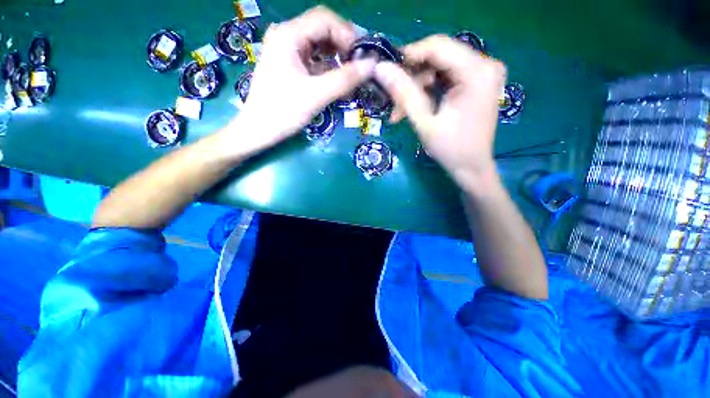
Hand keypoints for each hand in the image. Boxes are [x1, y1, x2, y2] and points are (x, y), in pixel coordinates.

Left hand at [233, 6, 375, 151]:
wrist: (258, 129)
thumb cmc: (283, 112)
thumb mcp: (316, 95)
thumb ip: (345, 79)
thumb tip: (372, 65)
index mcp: (289, 35)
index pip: (325, 19)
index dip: (348, 34)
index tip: (362, 57)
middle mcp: (286, 36)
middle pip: (323, 29)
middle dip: (344, 46)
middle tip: (360, 66)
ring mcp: (287, 51)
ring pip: (319, 45)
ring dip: (338, 58)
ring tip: (352, 75)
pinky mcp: (289, 65)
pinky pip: (314, 60)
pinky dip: (328, 68)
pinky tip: (338, 81)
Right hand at [373, 35, 506, 190]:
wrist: (472, 168)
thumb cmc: (451, 149)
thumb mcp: (425, 122)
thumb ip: (404, 94)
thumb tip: (381, 69)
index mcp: (477, 72)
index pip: (438, 46)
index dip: (409, 55)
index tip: (387, 70)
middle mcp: (485, 65)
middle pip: (439, 57)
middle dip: (411, 78)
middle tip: (392, 99)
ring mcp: (483, 74)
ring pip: (439, 69)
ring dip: (416, 88)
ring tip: (399, 112)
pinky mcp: (477, 83)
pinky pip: (445, 78)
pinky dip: (427, 92)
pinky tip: (413, 109)